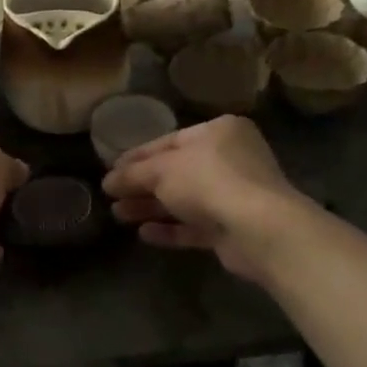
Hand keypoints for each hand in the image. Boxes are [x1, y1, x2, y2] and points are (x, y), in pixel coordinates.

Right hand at [102, 116, 307, 284]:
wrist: (259, 229)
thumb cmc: (209, 181)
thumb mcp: (161, 170)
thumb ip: (132, 173)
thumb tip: (108, 181)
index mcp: (219, 132)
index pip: (169, 141)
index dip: (137, 156)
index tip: (111, 170)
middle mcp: (231, 159)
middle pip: (176, 172)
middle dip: (142, 185)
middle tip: (111, 195)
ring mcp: (235, 195)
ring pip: (185, 200)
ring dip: (152, 207)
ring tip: (119, 214)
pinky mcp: (234, 228)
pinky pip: (196, 226)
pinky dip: (171, 228)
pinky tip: (144, 234)